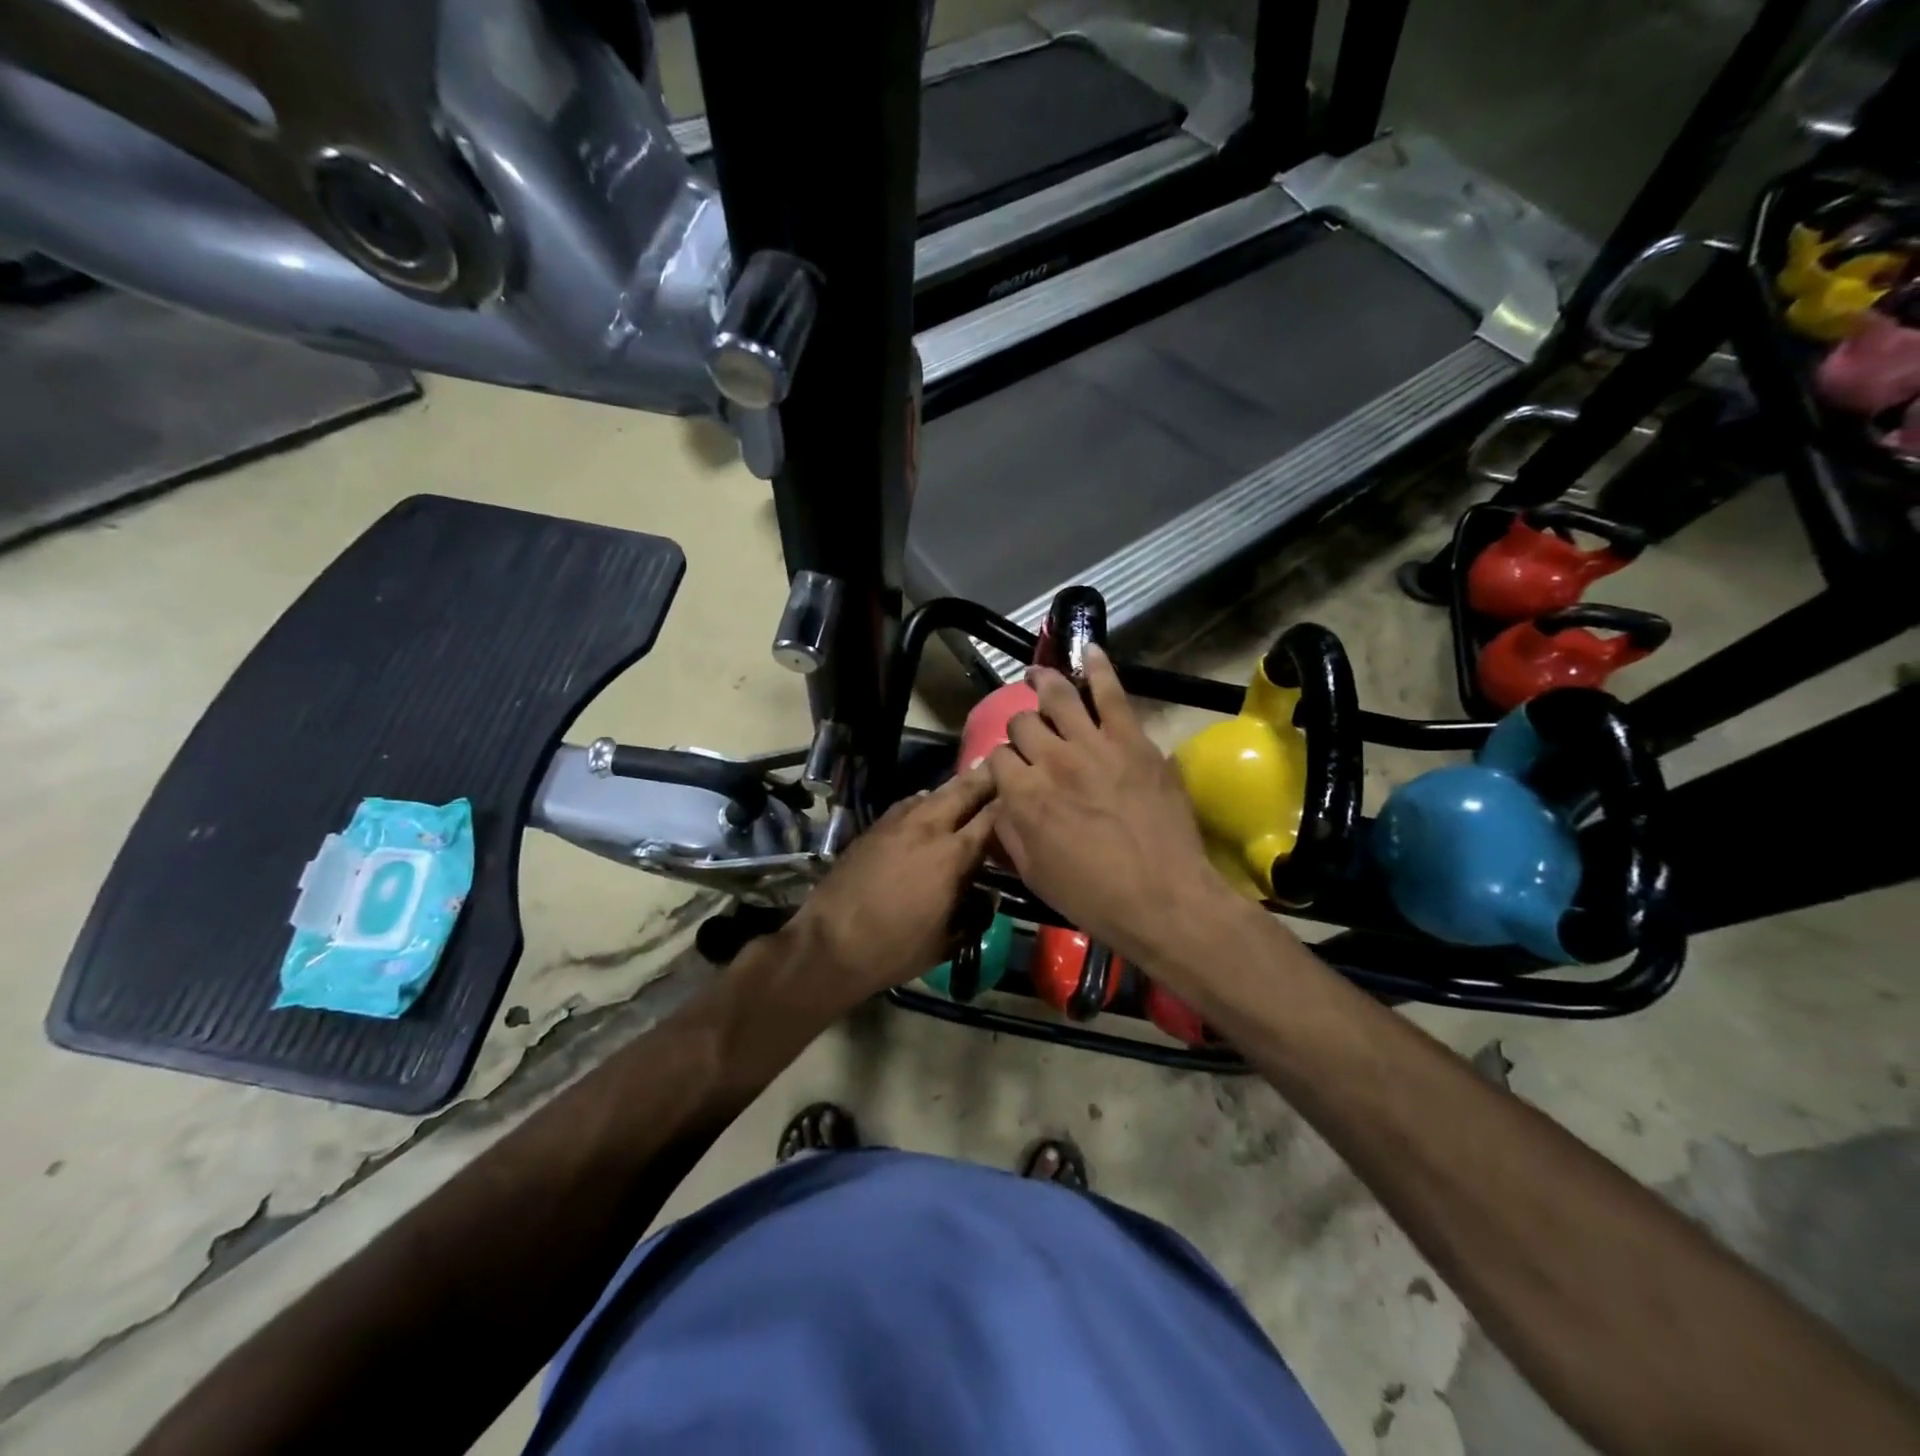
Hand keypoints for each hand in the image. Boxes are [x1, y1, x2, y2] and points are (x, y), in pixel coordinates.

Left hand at [790, 766, 997, 999]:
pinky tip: (929, 805)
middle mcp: (929, 828)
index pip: (991, 817)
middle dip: (986, 778)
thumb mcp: (947, 942)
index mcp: (954, 855)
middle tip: (1003, 766)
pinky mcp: (875, 827)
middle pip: (964, 790)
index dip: (1010, 802)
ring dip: (956, 786)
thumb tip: (990, 899)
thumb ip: (976, 918)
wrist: (831, 942)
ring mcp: (898, 823)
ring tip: (971, 780)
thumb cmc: (896, 948)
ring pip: (934, 792)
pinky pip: (909, 804)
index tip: (1023, 794)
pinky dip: (926, 800)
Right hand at [986, 647, 1236, 970]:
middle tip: (1031, 737)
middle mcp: (1051, 760)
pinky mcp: (1132, 740)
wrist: (1163, 898)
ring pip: (1057, 696)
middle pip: (1023, 723)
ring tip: (1036, 675)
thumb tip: (1000, 799)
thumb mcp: (1032, 872)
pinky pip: (1111, 693)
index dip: (1001, 763)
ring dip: (1042, 682)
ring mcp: (1093, 744)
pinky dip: (1098, 667)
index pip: (998, 757)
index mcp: (1023, 794)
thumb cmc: (1093, 895)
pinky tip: (1089, 651)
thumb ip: (1008, 830)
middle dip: (1021, 728)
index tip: (1010, 771)